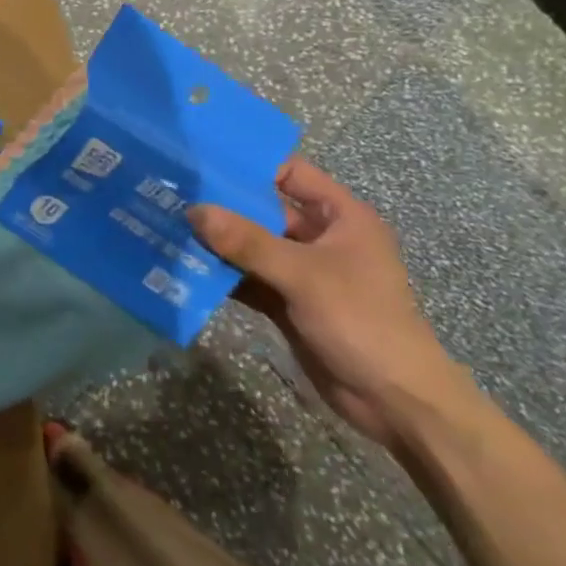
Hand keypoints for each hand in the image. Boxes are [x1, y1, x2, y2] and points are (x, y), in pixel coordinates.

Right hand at [190, 159, 464, 451]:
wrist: (397, 404)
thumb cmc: (362, 322)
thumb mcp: (304, 275)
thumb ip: (248, 242)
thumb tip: (194, 211)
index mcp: (340, 217)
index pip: (290, 174)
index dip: (251, 166)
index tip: (203, 162)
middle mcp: (320, 238)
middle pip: (263, 210)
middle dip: (222, 206)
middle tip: (172, 194)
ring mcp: (302, 272)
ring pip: (252, 246)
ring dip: (217, 243)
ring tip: (168, 226)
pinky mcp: (288, 303)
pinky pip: (249, 279)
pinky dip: (222, 275)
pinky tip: (185, 267)